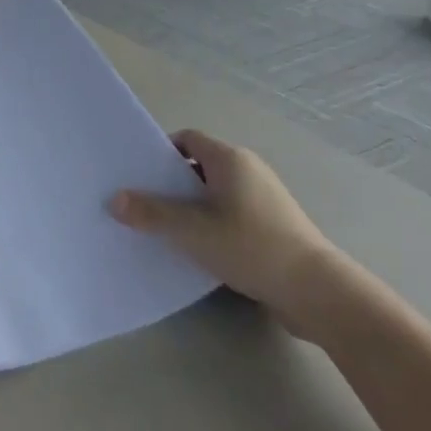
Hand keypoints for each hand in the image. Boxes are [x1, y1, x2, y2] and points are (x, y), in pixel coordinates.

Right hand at [111, 129, 341, 338]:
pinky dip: (210, 225)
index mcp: (229, 159)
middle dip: (170, 184)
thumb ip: (151, 213)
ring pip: (214, 193)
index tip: (138, 176)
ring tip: (163, 230)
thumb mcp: (192, 230)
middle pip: (198, 166)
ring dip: (190, 208)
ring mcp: (263, 198)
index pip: (187, 139)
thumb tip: (114, 199)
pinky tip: (197, 250)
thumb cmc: (250, 246)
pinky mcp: (272, 226)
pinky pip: (230, 214)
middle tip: (142, 204)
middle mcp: (248, 170)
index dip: (160, 153)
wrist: (315, 290)